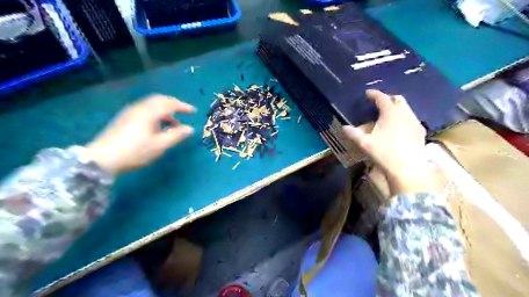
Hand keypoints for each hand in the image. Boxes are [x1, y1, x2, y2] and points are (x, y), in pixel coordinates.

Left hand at [86, 93, 195, 174]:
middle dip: (173, 105)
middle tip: (183, 113)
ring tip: (172, 125)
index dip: (183, 106)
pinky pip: (145, 110)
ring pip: (151, 105)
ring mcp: (130, 112)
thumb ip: (177, 135)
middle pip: (159, 100)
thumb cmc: (136, 151)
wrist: (102, 158)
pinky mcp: (124, 118)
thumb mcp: (160, 145)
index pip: (170, 104)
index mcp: (149, 112)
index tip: (193, 111)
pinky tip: (157, 127)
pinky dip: (156, 114)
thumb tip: (190, 129)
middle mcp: (140, 108)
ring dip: (164, 111)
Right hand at [343, 88, 432, 194]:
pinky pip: (411, 118)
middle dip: (387, 98)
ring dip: (396, 108)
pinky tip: (398, 127)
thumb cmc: (384, 153)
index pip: (381, 98)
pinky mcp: (420, 131)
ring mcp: (415, 122)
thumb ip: (353, 134)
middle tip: (378, 103)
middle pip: (397, 99)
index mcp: (390, 113)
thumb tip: (343, 127)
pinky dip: (403, 117)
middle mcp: (405, 113)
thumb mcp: (365, 143)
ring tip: (387, 115)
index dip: (374, 94)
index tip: (367, 93)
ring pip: (406, 108)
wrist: (408, 169)